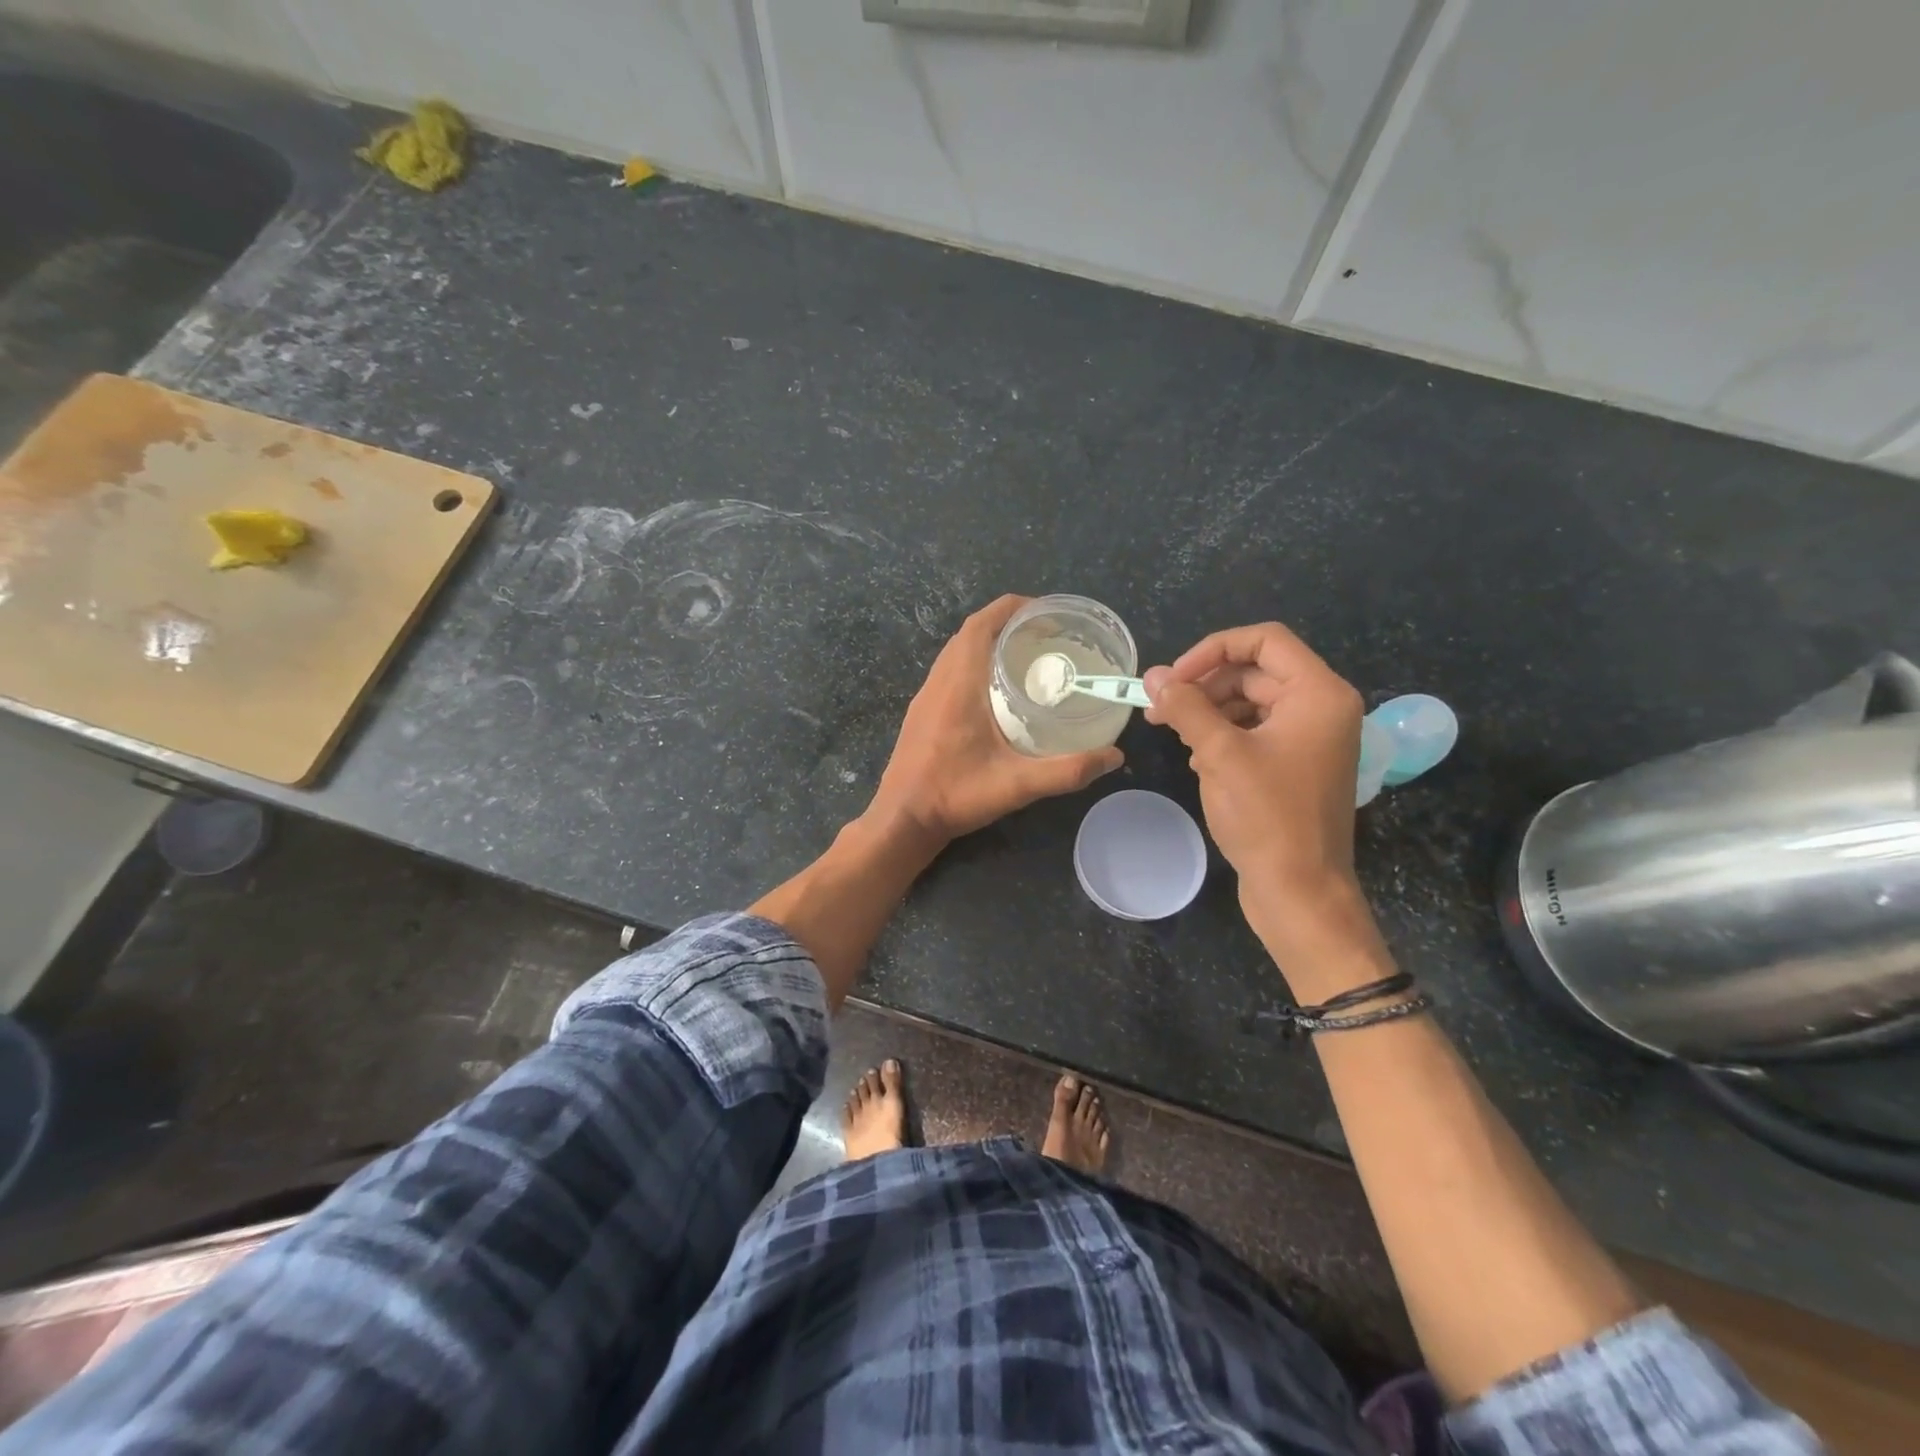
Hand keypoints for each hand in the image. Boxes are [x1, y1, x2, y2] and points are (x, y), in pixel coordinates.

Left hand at [872, 595, 1122, 843]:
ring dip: (988, 643)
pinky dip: (974, 663)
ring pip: (957, 652)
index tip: (1047, 612)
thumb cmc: (955, 796)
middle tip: (1046, 635)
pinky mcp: (922, 712)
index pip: (980, 625)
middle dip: (1007, 623)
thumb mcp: (1017, 785)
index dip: (1012, 609)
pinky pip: (949, 670)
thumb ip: (1066, 771)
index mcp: (958, 685)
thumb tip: (1114, 757)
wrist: (902, 820)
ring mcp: (925, 697)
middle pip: (970, 633)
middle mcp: (938, 682)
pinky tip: (997, 690)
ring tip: (1027, 656)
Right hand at [1144, 623, 1382, 977]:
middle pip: (1254, 672)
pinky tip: (1198, 758)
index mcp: (1319, 694)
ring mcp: (1310, 738)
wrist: (1299, 891)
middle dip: (1204, 685)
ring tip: (1175, 734)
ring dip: (1209, 711)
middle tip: (1160, 709)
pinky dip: (1223, 736)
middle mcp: (1322, 708)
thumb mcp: (1219, 753)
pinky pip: (1255, 731)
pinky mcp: (1296, 765)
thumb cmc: (1266, 816)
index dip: (1212, 650)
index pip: (1264, 640)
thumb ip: (1185, 706)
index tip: (1173, 678)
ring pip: (1251, 702)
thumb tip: (1152, 676)